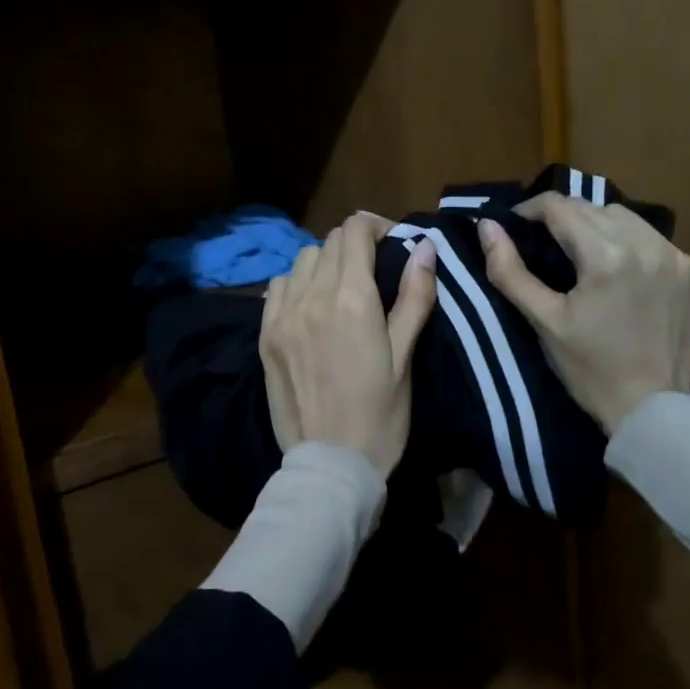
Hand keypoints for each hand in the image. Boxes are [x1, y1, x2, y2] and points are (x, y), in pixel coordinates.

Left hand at [261, 213, 438, 475]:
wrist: (331, 462)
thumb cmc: (381, 414)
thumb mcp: (406, 357)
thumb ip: (414, 296)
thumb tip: (424, 246)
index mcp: (352, 299)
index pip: (355, 230)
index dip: (376, 226)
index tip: (392, 244)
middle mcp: (312, 296)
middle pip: (329, 241)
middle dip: (354, 244)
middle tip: (373, 269)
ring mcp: (282, 315)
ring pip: (302, 260)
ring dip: (325, 261)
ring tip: (340, 287)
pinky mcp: (265, 335)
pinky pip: (276, 286)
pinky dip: (296, 283)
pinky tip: (309, 303)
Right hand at [478, 195, 689, 433]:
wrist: (651, 410)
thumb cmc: (589, 369)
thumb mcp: (543, 320)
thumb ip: (510, 271)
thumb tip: (487, 226)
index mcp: (607, 256)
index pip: (561, 206)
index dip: (531, 210)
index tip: (515, 226)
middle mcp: (648, 245)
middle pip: (593, 208)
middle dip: (563, 218)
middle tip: (544, 245)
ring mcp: (678, 258)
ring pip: (626, 218)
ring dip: (598, 226)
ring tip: (582, 254)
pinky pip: (654, 240)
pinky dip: (632, 245)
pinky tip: (621, 272)